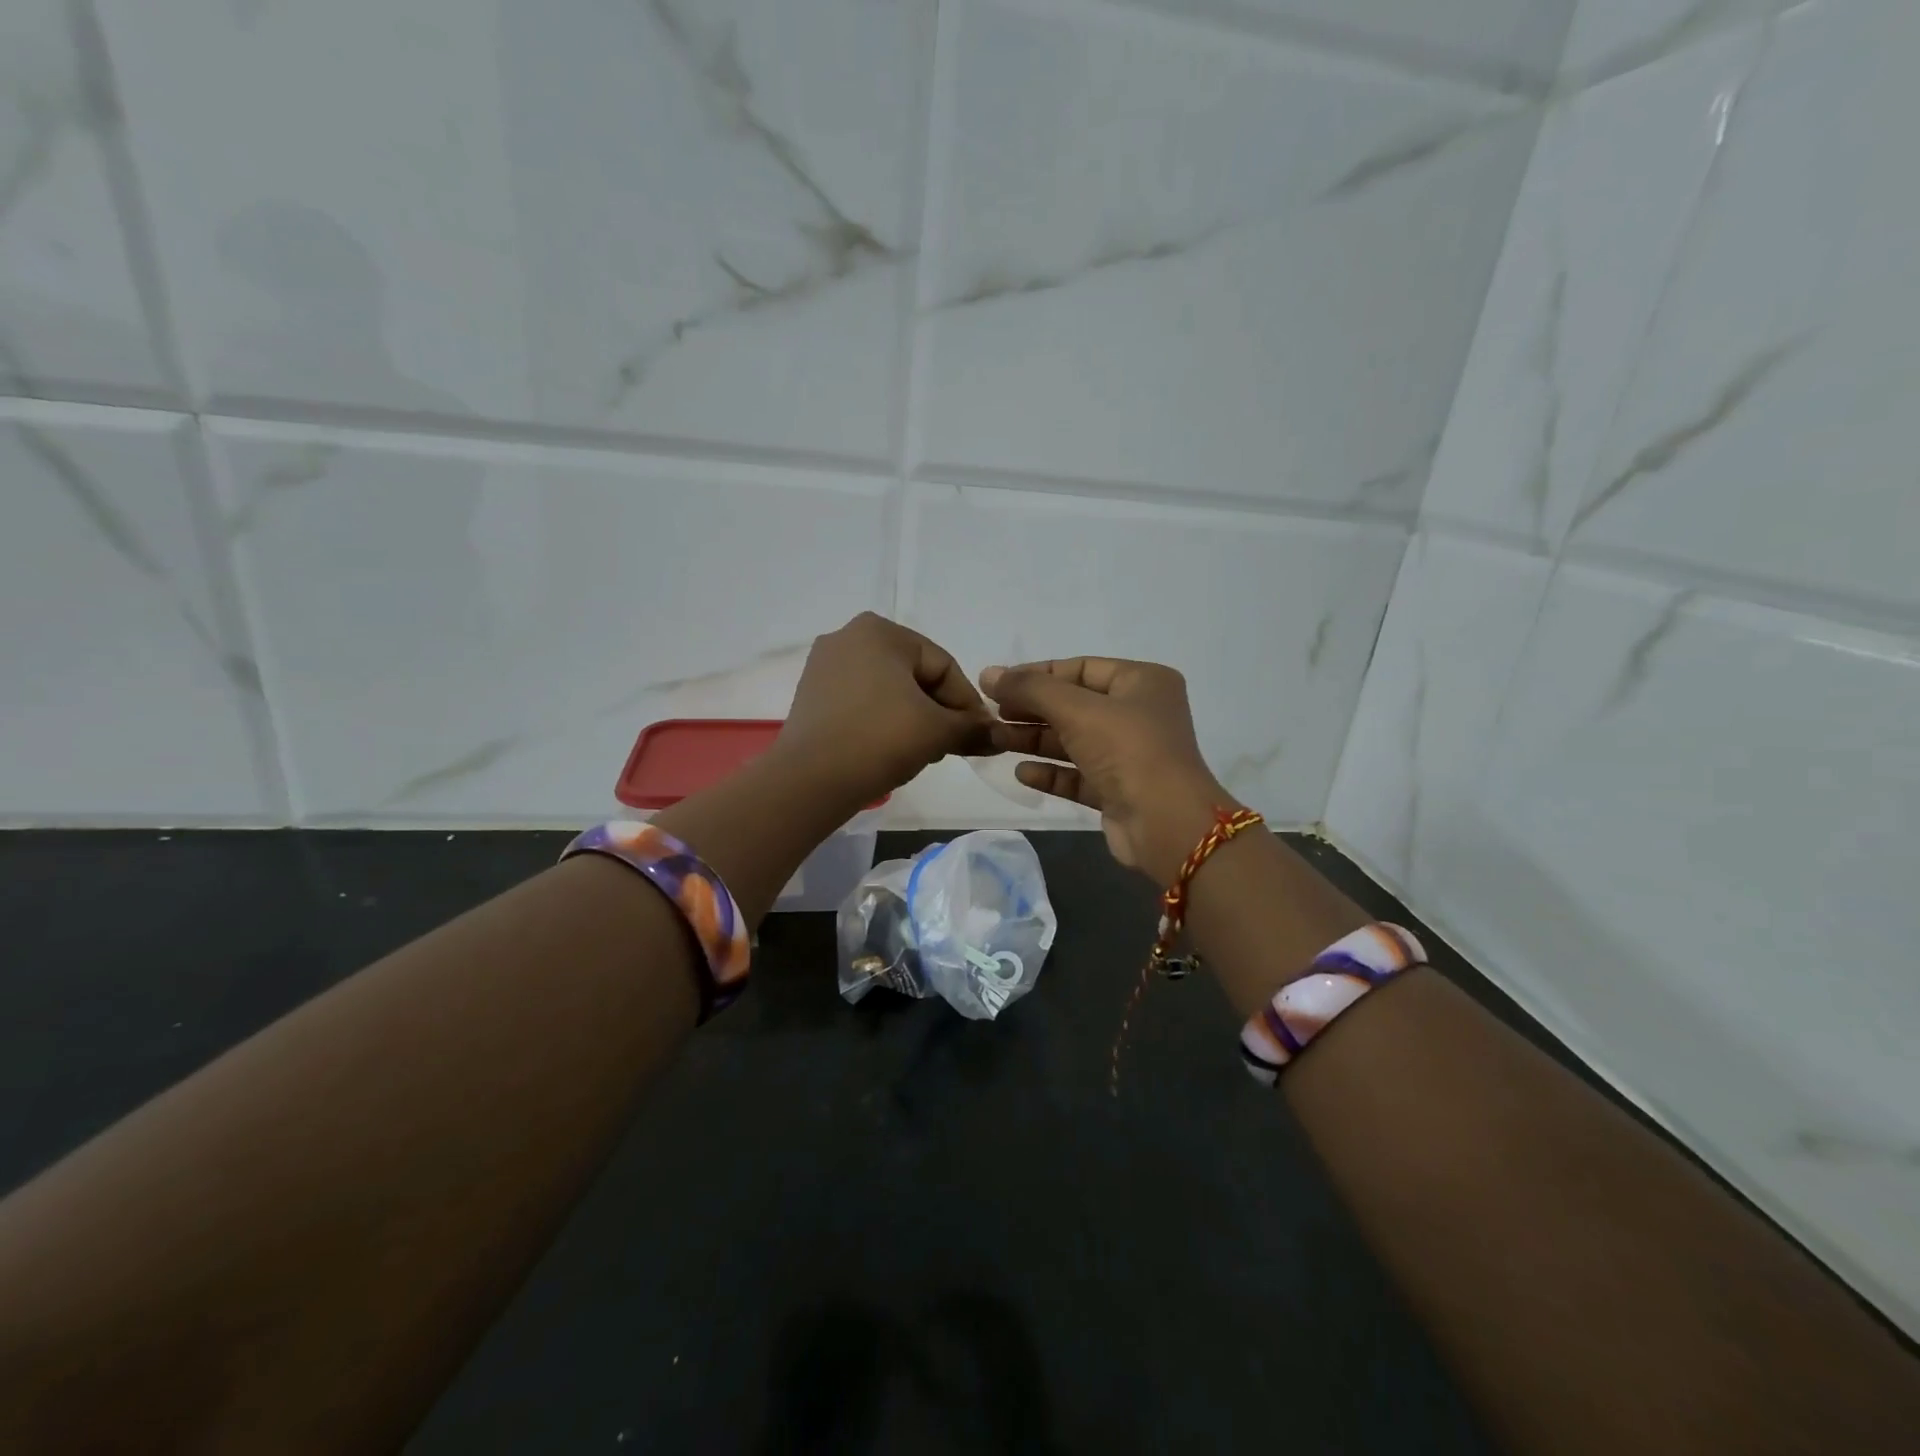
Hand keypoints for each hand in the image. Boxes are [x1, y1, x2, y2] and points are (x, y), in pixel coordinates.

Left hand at [774, 613, 995, 807]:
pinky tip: (891, 750)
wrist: (809, 780)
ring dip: (914, 719)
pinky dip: (883, 722)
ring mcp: (824, 666)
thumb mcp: (937, 732)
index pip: (943, 665)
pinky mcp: (811, 695)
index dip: (967, 703)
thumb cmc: (879, 740)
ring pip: (889, 690)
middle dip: (939, 711)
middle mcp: (848, 637)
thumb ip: (973, 728)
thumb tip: (1000, 736)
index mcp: (880, 631)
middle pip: (915, 675)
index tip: (979, 735)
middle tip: (951, 746)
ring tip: (923, 752)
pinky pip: (862, 702)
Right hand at [981, 657, 1235, 884]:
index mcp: (1142, 682)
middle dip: (1031, 709)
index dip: (1037, 674)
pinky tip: (1022, 773)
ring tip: (995, 740)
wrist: (1166, 824)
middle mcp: (1139, 715)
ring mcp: (1130, 755)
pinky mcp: (1119, 791)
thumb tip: (988, 673)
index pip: (1081, 668)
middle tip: (990, 713)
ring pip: (1073, 741)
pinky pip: (1078, 775)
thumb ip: (1030, 689)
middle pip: (1074, 705)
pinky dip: (1051, 772)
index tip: (997, 683)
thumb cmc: (1127, 750)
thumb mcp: (1076, 709)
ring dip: (1035, 740)